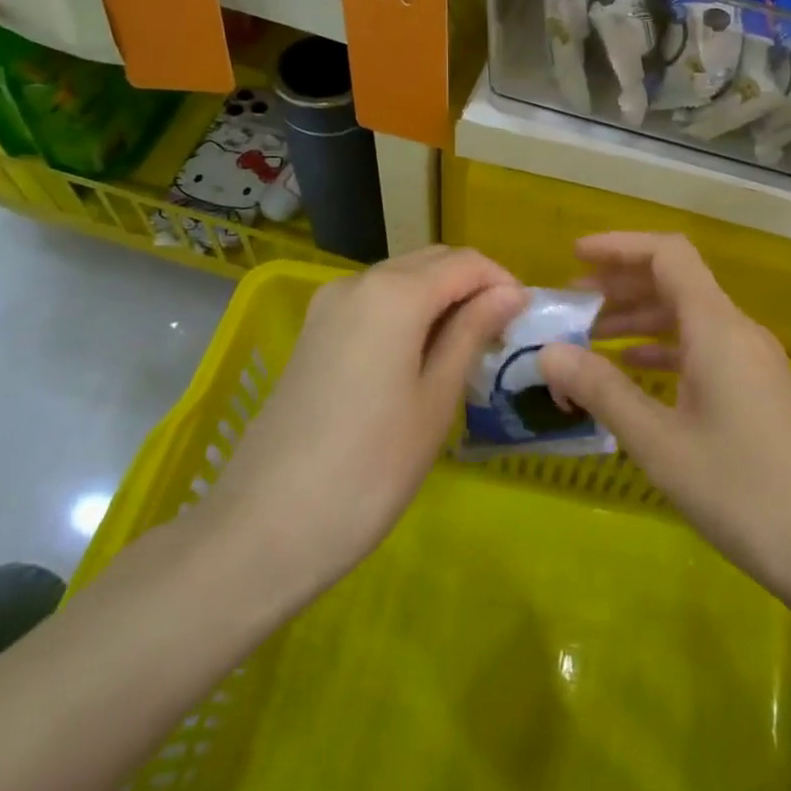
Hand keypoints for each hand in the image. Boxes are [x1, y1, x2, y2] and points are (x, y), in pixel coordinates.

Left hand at [203, 247, 525, 612]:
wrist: (265, 528)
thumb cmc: (370, 468)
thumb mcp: (436, 399)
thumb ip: (472, 332)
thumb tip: (509, 293)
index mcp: (394, 292)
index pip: (466, 263)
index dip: (503, 282)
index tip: (525, 320)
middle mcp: (358, 282)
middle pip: (431, 262)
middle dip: (472, 286)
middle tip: (500, 335)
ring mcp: (328, 306)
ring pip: (401, 279)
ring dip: (440, 299)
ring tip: (466, 349)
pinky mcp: (313, 332)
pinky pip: (374, 303)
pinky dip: (407, 313)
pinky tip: (420, 357)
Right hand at [539, 233, 790, 625]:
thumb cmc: (745, 492)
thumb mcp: (660, 444)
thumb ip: (603, 391)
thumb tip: (547, 352)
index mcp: (717, 327)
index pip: (668, 254)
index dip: (620, 246)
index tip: (575, 256)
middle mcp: (738, 330)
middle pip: (677, 281)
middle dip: (623, 282)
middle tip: (572, 301)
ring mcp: (753, 360)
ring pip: (689, 317)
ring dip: (641, 317)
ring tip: (590, 336)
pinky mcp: (759, 389)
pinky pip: (704, 348)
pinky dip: (665, 349)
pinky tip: (636, 370)